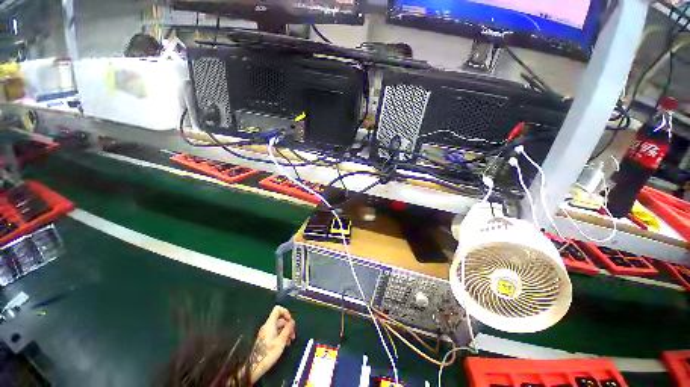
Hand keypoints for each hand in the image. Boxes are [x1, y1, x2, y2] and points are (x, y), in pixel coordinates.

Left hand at [249, 306, 295, 383]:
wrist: (253, 368)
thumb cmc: (268, 354)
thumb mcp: (281, 342)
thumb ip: (287, 330)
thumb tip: (292, 322)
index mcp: (270, 324)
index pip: (277, 309)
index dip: (285, 312)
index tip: (290, 321)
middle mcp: (267, 326)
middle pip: (280, 319)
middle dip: (288, 325)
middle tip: (293, 335)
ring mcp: (266, 333)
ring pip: (278, 327)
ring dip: (286, 332)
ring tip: (290, 342)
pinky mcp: (265, 340)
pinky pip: (275, 333)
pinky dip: (281, 336)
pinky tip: (285, 344)